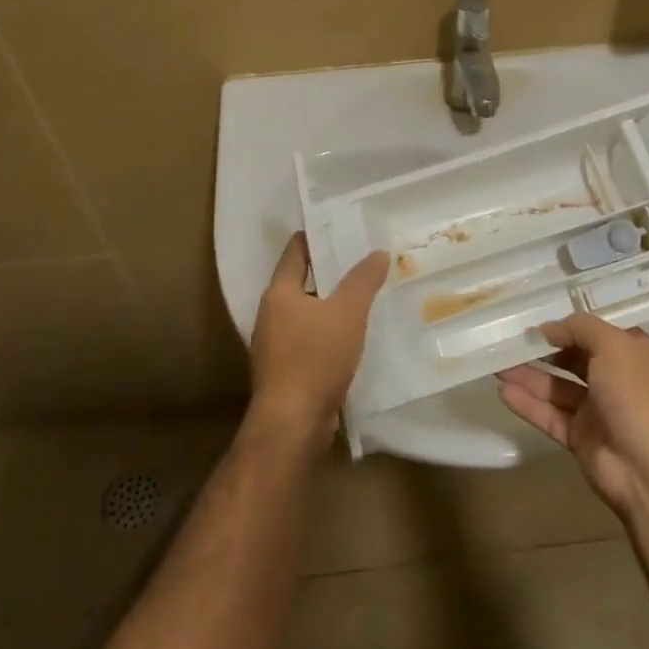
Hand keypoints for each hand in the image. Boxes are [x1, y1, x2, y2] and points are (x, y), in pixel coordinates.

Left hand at [248, 233, 388, 450]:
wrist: (293, 422)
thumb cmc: (315, 358)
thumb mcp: (347, 312)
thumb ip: (363, 280)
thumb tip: (378, 251)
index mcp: (279, 293)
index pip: (295, 252)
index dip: (314, 237)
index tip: (337, 226)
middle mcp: (271, 314)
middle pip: (300, 282)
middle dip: (328, 271)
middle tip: (359, 259)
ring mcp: (275, 345)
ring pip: (306, 313)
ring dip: (329, 304)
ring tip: (361, 296)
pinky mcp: (286, 371)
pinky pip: (308, 340)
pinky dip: (328, 332)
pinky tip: (352, 337)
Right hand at [496, 313, 648, 513]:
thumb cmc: (637, 396)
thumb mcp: (613, 346)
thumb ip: (580, 328)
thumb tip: (548, 329)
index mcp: (634, 355)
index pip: (598, 334)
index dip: (570, 327)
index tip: (538, 322)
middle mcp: (617, 380)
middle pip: (574, 360)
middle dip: (543, 351)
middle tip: (511, 342)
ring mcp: (598, 411)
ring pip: (557, 388)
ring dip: (529, 376)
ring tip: (497, 365)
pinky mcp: (580, 438)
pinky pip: (550, 415)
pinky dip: (528, 404)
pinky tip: (503, 392)